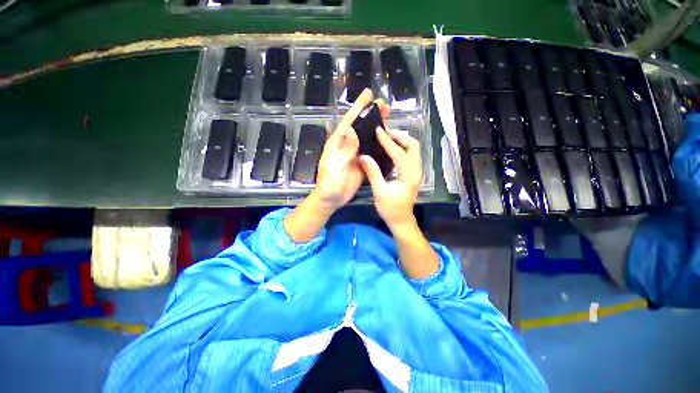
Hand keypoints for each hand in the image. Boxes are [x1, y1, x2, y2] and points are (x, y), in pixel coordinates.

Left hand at [314, 88, 376, 209]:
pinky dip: (379, 144)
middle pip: (360, 126)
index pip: (349, 121)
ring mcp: (355, 154)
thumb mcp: (335, 166)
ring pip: (367, 137)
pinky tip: (388, 140)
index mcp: (338, 142)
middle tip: (385, 105)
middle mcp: (347, 145)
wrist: (331, 198)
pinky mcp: (362, 163)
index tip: (368, 94)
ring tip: (389, 118)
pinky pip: (371, 150)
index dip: (358, 107)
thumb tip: (352, 129)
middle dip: (371, 114)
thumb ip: (344, 150)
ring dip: (377, 127)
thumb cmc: (329, 183)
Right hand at [359, 124, 421, 230]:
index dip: (388, 141)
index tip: (378, 130)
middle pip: (413, 145)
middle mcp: (416, 170)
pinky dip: (401, 148)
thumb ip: (373, 173)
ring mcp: (416, 171)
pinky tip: (390, 148)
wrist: (401, 220)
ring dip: (401, 141)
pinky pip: (410, 154)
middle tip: (384, 134)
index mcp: (409, 175)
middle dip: (399, 136)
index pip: (399, 152)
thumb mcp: (379, 192)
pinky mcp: (413, 173)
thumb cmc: (390, 208)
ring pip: (413, 149)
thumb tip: (363, 156)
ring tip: (386, 138)